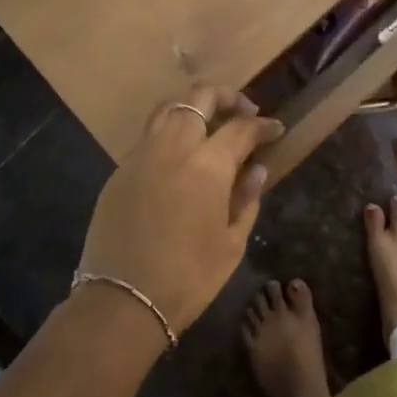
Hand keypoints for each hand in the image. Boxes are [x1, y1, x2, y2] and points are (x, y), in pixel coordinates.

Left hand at [76, 86, 284, 340]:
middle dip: (226, 97)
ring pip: (168, 109)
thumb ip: (247, 199)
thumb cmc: (188, 277)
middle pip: (199, 98)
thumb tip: (256, 169)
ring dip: (192, 107)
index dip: (263, 125)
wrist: (123, 300)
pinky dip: (168, 134)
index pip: (241, 128)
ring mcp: (142, 155)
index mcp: (208, 164)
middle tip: (243, 111)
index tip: (276, 129)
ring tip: (207, 124)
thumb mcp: (231, 243)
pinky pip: (148, 138)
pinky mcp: (119, 171)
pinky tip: (178, 158)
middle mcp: (174, 147)